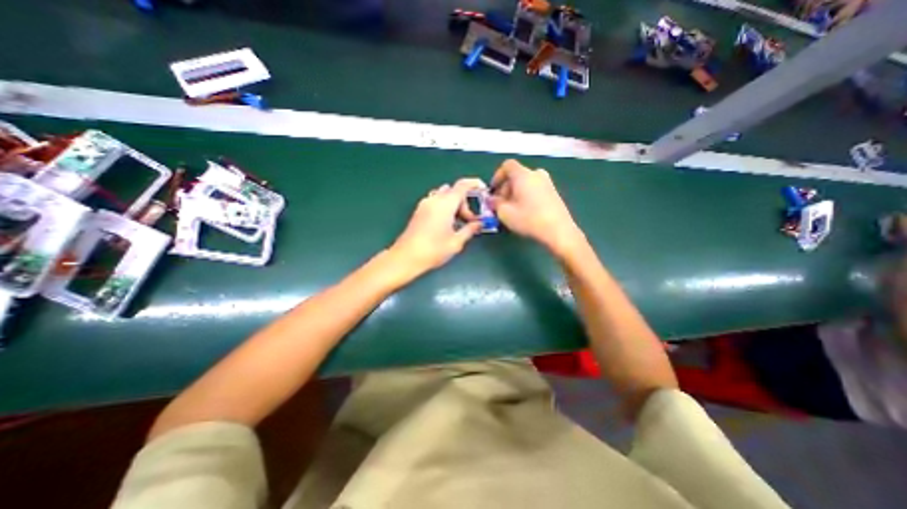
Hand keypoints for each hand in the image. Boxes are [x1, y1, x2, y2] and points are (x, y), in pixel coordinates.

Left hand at [390, 177, 488, 280]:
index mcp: (445, 204)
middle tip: (470, 221)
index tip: (483, 190)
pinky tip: (446, 225)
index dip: (475, 184)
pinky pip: (436, 202)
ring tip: (458, 223)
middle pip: (454, 191)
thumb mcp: (456, 242)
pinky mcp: (419, 211)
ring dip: (454, 205)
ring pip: (444, 196)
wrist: (406, 257)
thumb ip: (470, 230)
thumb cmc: (433, 250)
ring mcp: (424, 204)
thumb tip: (479, 224)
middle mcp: (434, 199)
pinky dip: (445, 208)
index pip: (462, 185)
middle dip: (465, 203)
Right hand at [493, 159, 583, 257]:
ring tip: (512, 209)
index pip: (507, 166)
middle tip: (500, 204)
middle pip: (516, 175)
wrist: (558, 230)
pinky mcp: (553, 193)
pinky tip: (525, 211)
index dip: (497, 176)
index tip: (493, 191)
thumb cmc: (528, 219)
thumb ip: (495, 203)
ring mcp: (547, 183)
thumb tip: (492, 199)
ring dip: (515, 193)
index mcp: (523, 175)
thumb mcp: (505, 213)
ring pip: (525, 183)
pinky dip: (526, 196)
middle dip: (505, 188)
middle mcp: (536, 174)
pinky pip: (535, 189)